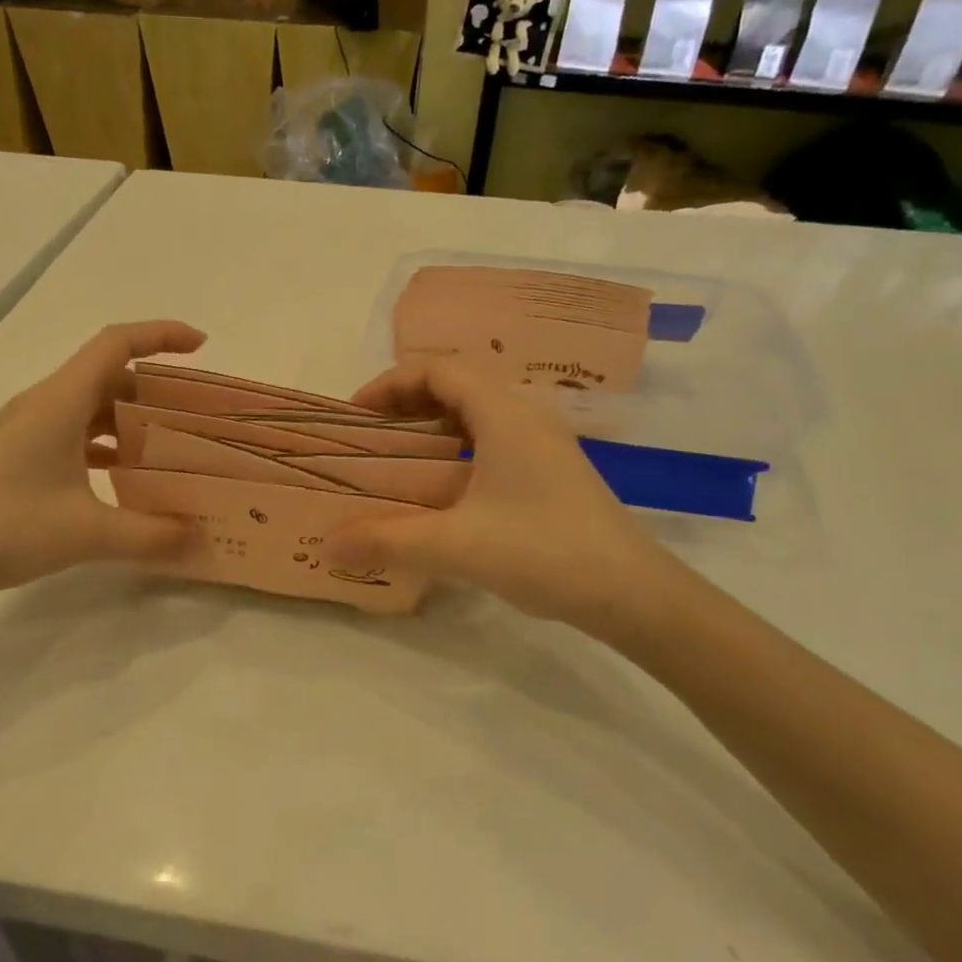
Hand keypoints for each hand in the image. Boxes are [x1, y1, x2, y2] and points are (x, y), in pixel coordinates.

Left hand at [0, 321, 206, 608]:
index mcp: (60, 402)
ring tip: (169, 449)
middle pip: (108, 376)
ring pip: (89, 408)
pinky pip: (72, 435)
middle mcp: (43, 405)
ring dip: (129, 421)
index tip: (202, 345)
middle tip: (194, 415)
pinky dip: (104, 446)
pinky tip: (122, 480)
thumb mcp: (86, 533)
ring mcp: (25, 431)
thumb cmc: (2, 526)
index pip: (116, 344)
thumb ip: (150, 537)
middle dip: (155, 389)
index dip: (161, 335)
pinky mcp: (15, 457)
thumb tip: (201, 542)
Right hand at [328, 360, 682, 631]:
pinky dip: (457, 452)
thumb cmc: (544, 551)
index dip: (391, 383)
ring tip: (396, 461)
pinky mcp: (551, 473)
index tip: (355, 415)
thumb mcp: (457, 545)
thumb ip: (389, 539)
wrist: (631, 593)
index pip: (439, 369)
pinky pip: (492, 442)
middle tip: (369, 437)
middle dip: (407, 404)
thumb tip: (329, 543)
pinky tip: (441, 492)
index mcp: (504, 414)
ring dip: (433, 428)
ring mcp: (543, 445)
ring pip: (476, 415)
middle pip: (457, 386)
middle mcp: (525, 417)